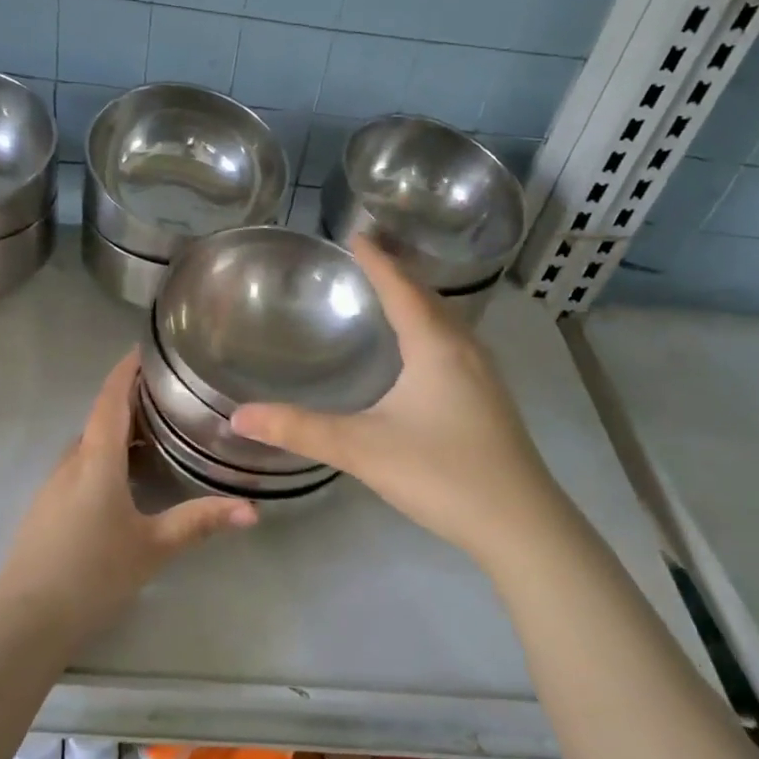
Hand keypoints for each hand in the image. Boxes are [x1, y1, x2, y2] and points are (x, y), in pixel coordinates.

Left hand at [0, 350, 255, 634]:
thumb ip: (200, 522)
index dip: (126, 370)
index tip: (145, 349)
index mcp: (96, 460)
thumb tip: (253, 509)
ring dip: (117, 432)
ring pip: (89, 444)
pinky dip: (104, 457)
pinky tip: (125, 480)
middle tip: (170, 397)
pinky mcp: (46, 508)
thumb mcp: (153, 548)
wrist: (26, 620)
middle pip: (100, 419)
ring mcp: (53, 485)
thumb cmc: (93, 575)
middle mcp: (71, 463)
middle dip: (130, 402)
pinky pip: (79, 466)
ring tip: (156, 434)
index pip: (110, 399)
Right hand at [231, 237, 552, 562]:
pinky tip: (422, 353)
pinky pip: (455, 345)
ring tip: (390, 295)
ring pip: (447, 323)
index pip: (401, 288)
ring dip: (419, 302)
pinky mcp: (490, 401)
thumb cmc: (441, 474)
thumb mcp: (362, 449)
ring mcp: (485, 377)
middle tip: (367, 258)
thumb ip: (299, 430)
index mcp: (435, 347)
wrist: (520, 525)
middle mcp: (465, 350)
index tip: (356, 233)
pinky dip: (432, 330)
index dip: (377, 261)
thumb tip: (238, 416)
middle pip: (429, 298)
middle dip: (398, 274)